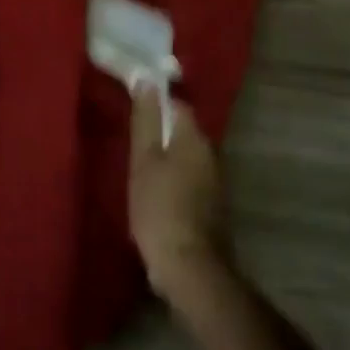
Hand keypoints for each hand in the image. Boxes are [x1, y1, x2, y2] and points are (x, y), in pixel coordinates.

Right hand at [129, 87, 230, 307]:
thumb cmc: (160, 207)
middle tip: (133, 143)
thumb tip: (147, 79)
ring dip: (168, 159)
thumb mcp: (144, 159)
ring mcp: (216, 183)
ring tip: (142, 170)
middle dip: (161, 133)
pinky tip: (157, 196)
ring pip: (187, 157)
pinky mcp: (213, 208)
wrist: (190, 269)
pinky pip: (191, 181)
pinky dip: (175, 182)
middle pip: (183, 131)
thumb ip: (146, 119)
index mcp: (194, 138)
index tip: (134, 111)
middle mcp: (211, 154)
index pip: (177, 105)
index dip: (155, 104)